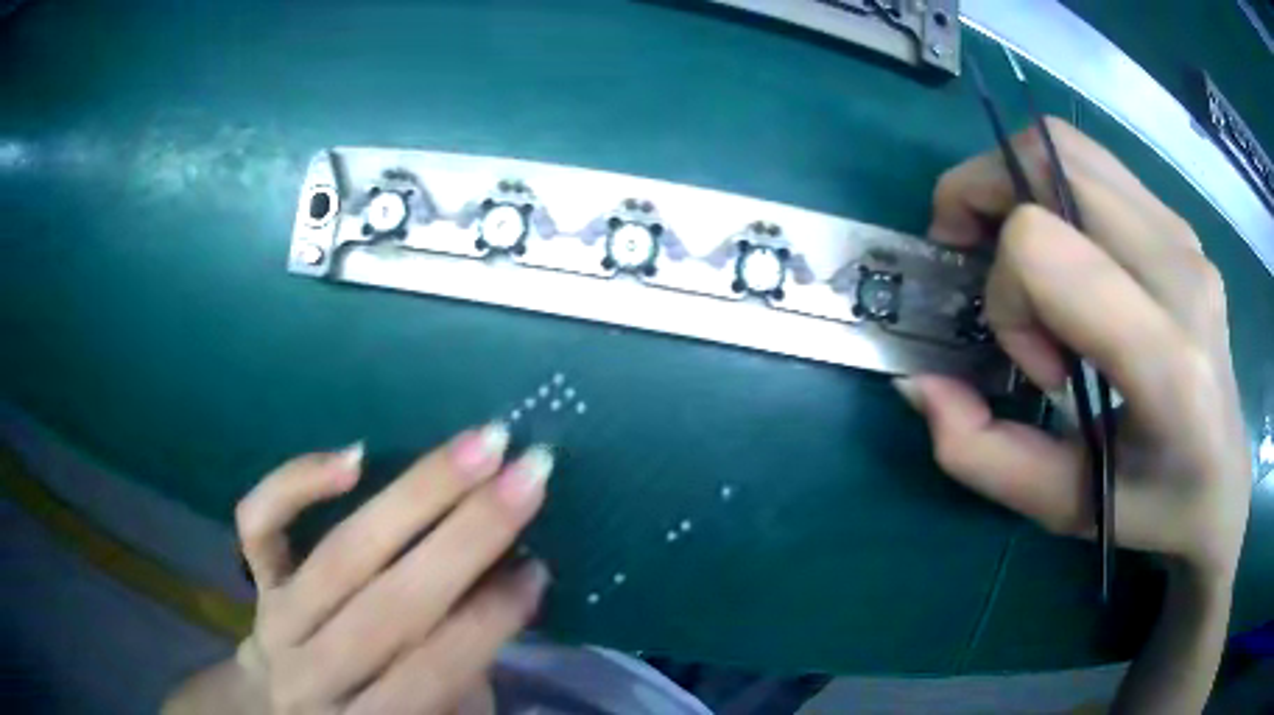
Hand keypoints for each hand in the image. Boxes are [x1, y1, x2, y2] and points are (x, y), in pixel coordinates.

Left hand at [232, 425, 550, 713]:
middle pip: (391, 606)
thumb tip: (508, 580)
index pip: (434, 669)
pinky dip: (297, 483)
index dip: (491, 619)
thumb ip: (463, 666)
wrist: (283, 708)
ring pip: (342, 556)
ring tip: (477, 447)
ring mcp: (276, 620)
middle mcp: (315, 674)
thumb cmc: (377, 714)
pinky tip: (355, 457)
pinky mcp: (254, 581)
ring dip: (416, 495)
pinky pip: (260, 525)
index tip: (537, 567)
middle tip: (527, 475)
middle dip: (468, 537)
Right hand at [897, 118, 1251, 586]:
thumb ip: (981, 454)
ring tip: (1014, 253)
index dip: (1007, 293)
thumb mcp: (1063, 507)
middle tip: (969, 252)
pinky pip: (1094, 167)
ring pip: (1069, 146)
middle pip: (1052, 159)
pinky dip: (1051, 189)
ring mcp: (1185, 238)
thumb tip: (919, 382)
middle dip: (983, 191)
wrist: (1224, 481)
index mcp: (1167, 362)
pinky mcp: (1181, 227)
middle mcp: (1182, 274)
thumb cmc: (1154, 509)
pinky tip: (1062, 255)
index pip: (1046, 248)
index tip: (1027, 358)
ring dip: (1015, 184)